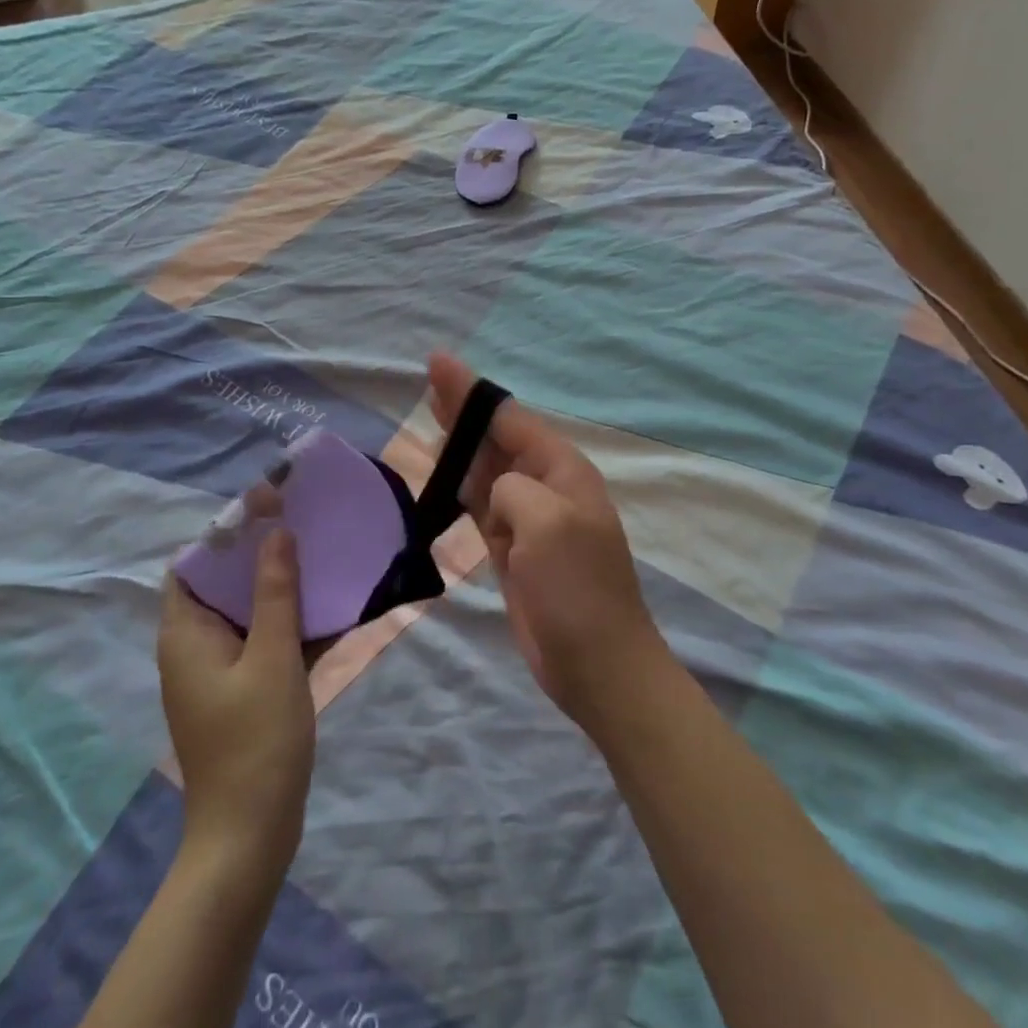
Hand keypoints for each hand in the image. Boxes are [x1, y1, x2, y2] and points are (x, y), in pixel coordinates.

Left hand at [158, 529, 314, 884]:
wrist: (250, 837)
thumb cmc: (255, 741)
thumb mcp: (271, 658)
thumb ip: (275, 592)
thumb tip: (277, 532)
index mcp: (186, 634)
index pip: (193, 564)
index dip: (225, 532)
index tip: (267, 508)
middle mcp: (194, 646)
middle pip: (222, 584)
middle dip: (260, 553)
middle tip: (302, 523)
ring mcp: (218, 672)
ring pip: (247, 612)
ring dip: (280, 587)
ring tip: (319, 554)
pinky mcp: (242, 692)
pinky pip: (263, 642)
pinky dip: (288, 623)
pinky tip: (328, 608)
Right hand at [426, 352, 670, 730]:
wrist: (596, 664)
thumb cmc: (577, 588)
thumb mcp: (547, 522)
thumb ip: (512, 489)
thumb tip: (494, 495)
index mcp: (561, 471)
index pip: (510, 418)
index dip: (472, 391)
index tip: (439, 364)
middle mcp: (545, 486)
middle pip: (495, 437)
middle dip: (464, 408)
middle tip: (431, 378)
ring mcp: (528, 519)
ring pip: (486, 468)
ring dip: (460, 442)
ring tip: (433, 414)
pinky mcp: (512, 549)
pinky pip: (480, 504)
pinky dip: (460, 486)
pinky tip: (444, 474)